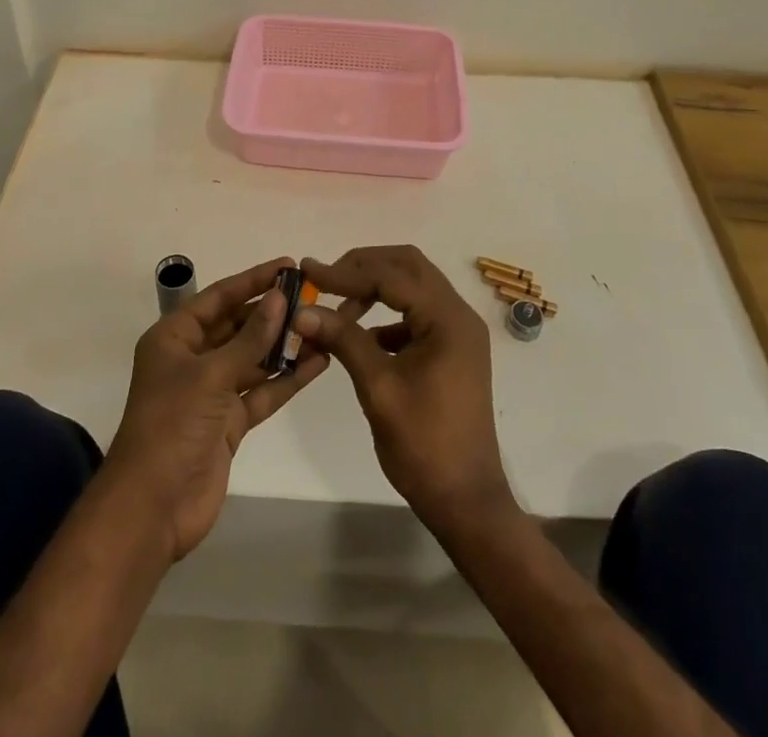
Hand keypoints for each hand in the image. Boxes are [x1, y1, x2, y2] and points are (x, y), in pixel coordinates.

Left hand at [103, 258, 327, 562]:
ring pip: (253, 359)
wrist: (153, 509)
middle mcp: (192, 359)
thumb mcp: (211, 375)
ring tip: (324, 327)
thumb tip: (279, 298)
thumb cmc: (172, 426)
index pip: (219, 297)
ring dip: (284, 345)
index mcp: (174, 337)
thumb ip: (250, 338)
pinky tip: (317, 364)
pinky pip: (261, 391)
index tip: (287, 265)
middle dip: (272, 313)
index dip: (252, 280)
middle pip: (237, 326)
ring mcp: (211, 392)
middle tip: (314, 298)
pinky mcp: (229, 422)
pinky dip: (286, 379)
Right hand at [295, 245, 516, 537]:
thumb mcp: (378, 388)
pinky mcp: (451, 349)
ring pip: (412, 286)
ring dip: (375, 287)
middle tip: (325, 280)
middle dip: (364, 267)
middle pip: (408, 266)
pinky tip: (360, 335)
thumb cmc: (424, 445)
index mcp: (448, 319)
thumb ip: (343, 340)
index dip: (346, 272)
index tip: (308, 272)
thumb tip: (301, 311)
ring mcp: (457, 332)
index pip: (392, 275)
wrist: (466, 501)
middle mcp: (458, 315)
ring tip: (337, 307)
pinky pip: (415, 312)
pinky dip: (386, 313)